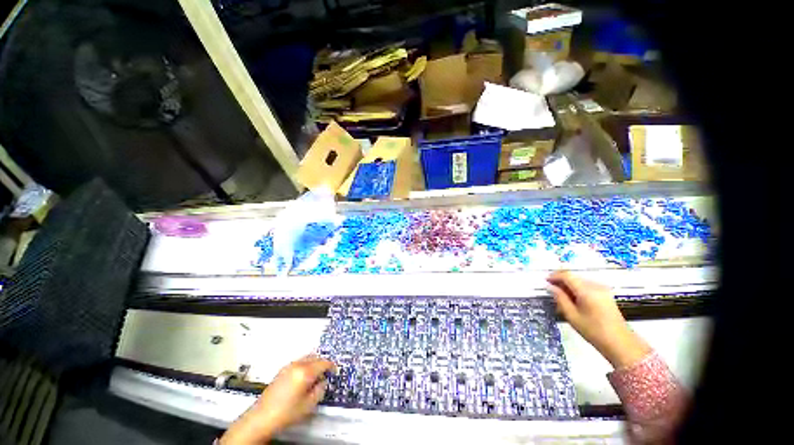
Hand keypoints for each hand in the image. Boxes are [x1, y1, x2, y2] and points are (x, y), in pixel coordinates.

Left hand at [220, 355, 336, 444]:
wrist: (260, 418)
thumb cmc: (284, 413)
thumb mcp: (308, 405)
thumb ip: (320, 390)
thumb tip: (323, 382)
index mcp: (305, 372)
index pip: (324, 363)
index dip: (332, 366)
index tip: (335, 370)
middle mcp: (297, 365)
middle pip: (315, 357)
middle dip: (323, 363)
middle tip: (327, 372)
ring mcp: (288, 367)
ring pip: (307, 358)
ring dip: (314, 363)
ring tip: (316, 375)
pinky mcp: (281, 371)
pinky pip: (299, 362)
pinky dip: (305, 365)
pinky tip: (304, 377)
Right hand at [547, 271, 649, 368]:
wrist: (620, 343)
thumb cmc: (594, 331)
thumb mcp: (572, 316)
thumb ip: (559, 298)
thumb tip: (550, 287)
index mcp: (586, 290)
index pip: (567, 275)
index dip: (554, 276)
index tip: (545, 281)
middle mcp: (595, 286)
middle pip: (574, 277)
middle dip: (561, 281)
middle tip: (551, 290)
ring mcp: (602, 289)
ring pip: (580, 281)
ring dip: (569, 285)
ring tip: (561, 298)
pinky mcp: (606, 294)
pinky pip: (587, 286)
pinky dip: (577, 289)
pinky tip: (574, 300)